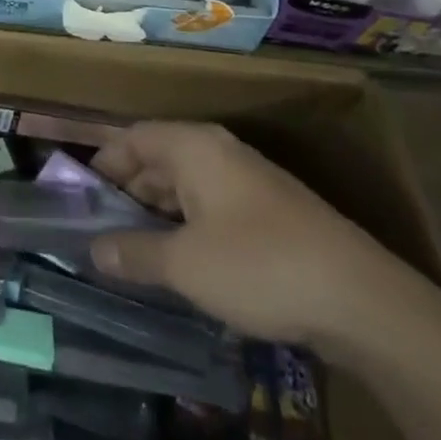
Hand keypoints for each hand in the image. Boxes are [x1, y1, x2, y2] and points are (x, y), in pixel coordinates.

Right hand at [88, 121, 436, 361]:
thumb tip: (94, 250)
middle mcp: (219, 152)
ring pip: (185, 187)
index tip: (78, 196)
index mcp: (193, 147)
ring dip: (156, 214)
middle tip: (99, 230)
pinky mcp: (270, 214)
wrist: (362, 301)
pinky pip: (211, 208)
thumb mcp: (184, 264)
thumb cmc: (258, 266)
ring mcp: (248, 182)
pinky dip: (187, 227)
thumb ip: (133, 253)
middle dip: (126, 193)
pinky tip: (180, 263)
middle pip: (158, 159)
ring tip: (131, 251)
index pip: (132, 138)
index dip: (102, 164)